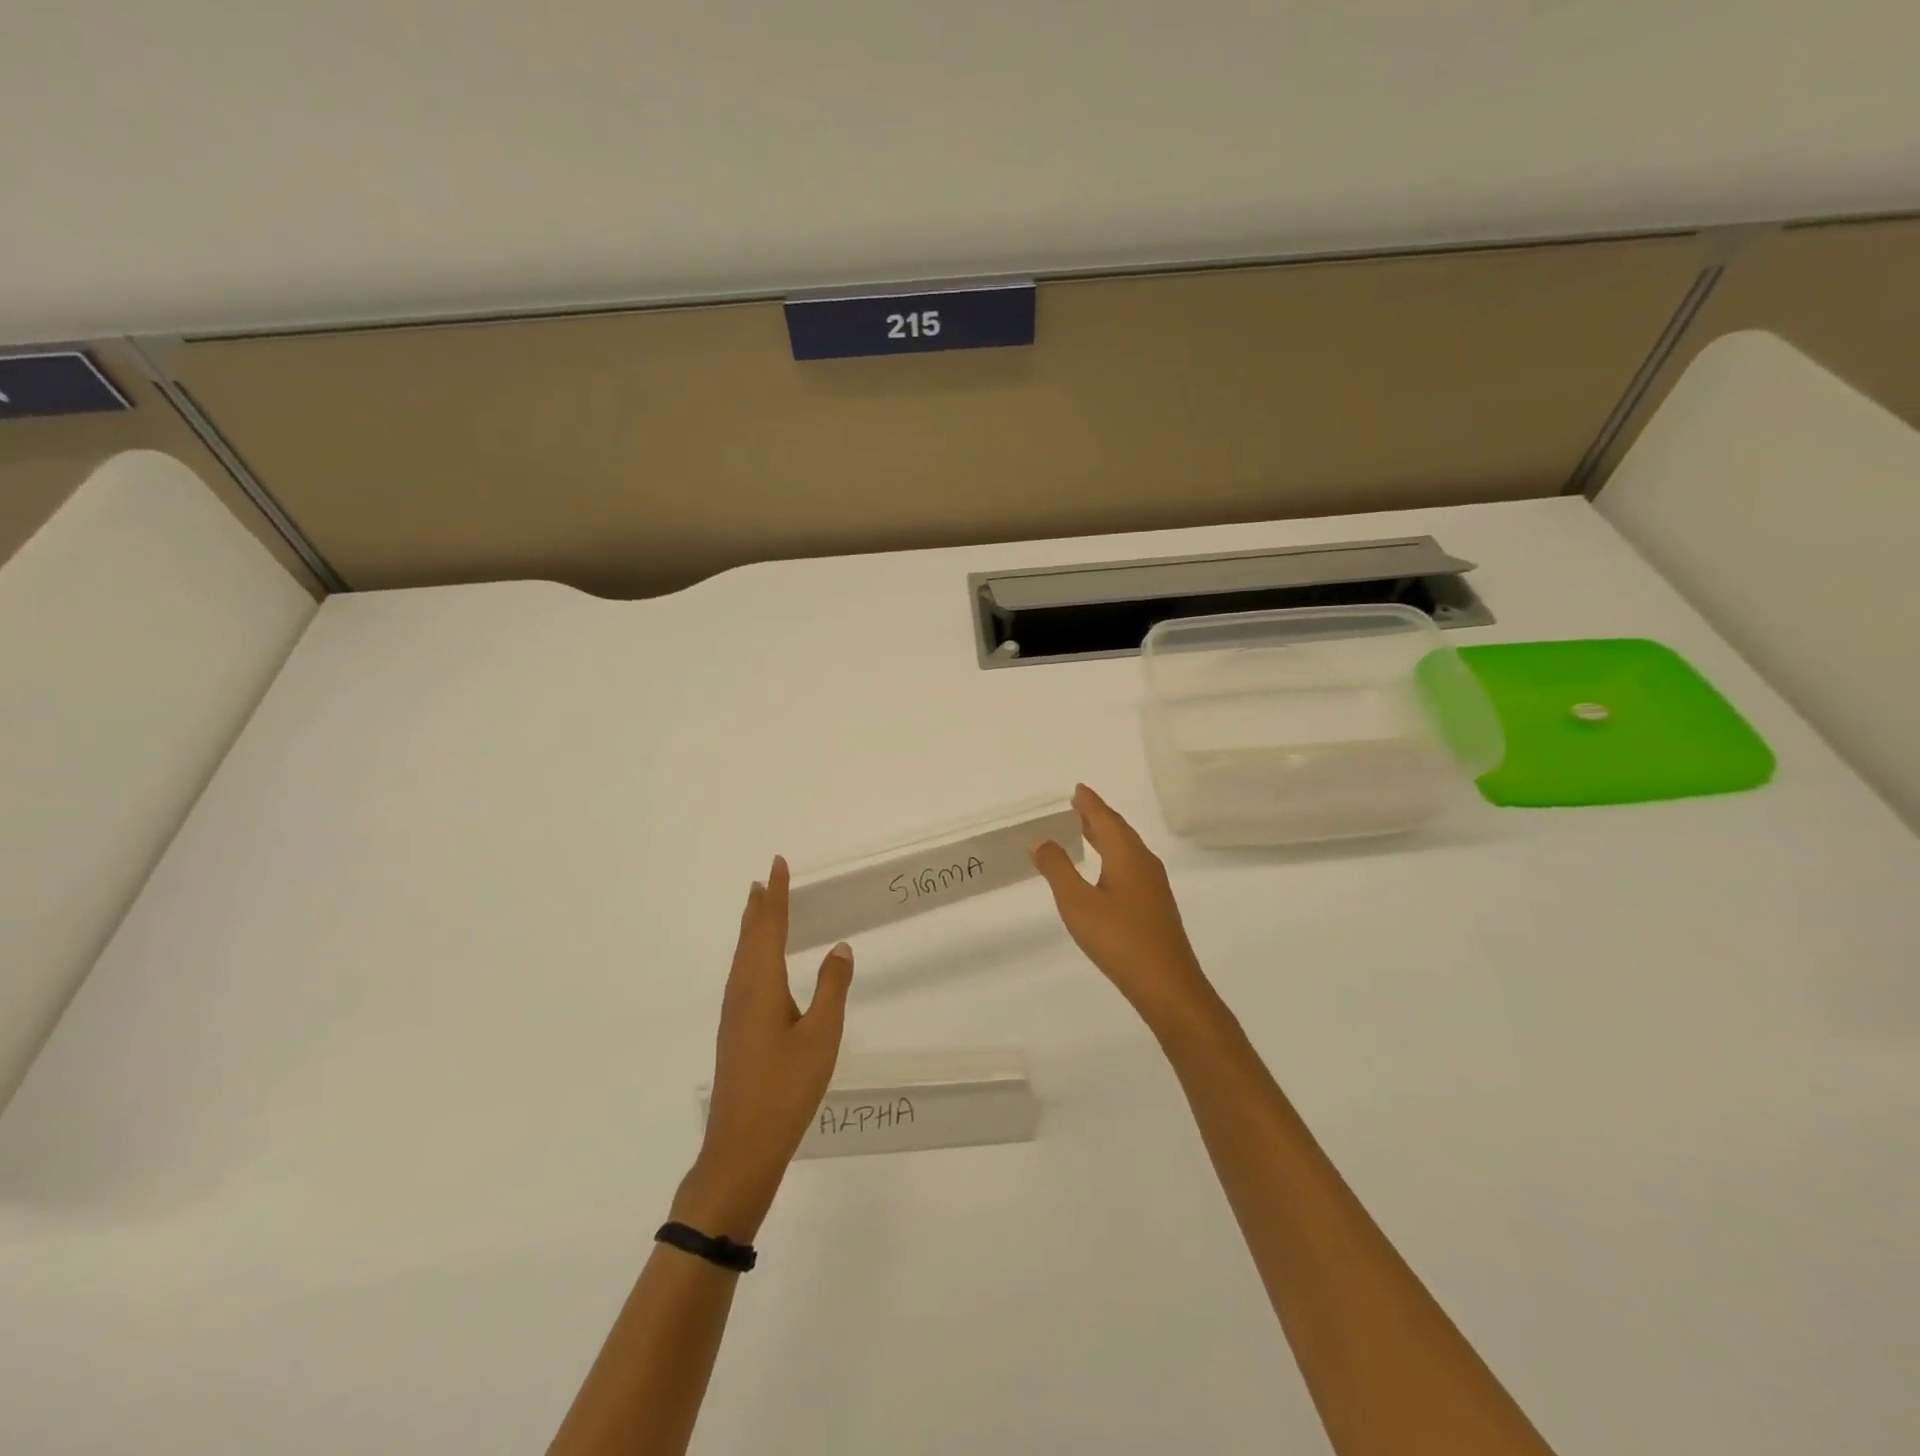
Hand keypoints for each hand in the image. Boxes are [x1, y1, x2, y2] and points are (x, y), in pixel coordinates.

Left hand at [675, 856, 853, 1241]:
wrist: (742, 1147)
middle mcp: (742, 991)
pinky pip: (742, 974)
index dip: (777, 895)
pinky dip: (752, 953)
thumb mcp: (821, 1036)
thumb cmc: (786, 1088)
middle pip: (750, 938)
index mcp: (761, 984)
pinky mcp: (736, 1031)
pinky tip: (759, 965)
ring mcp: (735, 1013)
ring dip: (752, 928)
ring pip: (743, 956)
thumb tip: (840, 948)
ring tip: (760, 907)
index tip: (778, 864)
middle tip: (766, 879)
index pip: (770, 926)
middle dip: (760, 907)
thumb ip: (832, 988)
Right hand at [1031, 784, 1214, 1030]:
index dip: (1090, 803)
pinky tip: (1105, 871)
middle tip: (1077, 805)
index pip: (1105, 819)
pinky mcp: (1155, 906)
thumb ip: (1057, 869)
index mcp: (1127, 855)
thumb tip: (1041, 839)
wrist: (1167, 984)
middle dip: (1098, 816)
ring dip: (1106, 836)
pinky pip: (1131, 866)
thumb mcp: (1077, 903)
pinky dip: (1113, 856)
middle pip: (1119, 830)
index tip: (1077, 789)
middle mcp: (1144, 863)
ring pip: (1127, 849)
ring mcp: (1153, 886)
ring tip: (1086, 831)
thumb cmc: (1119, 939)